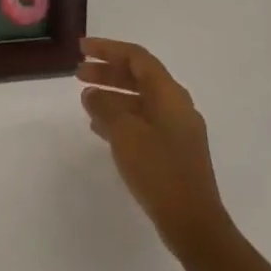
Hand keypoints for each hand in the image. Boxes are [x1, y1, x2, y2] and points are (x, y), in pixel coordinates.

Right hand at [78, 37, 228, 257]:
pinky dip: (120, 117)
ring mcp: (176, 130)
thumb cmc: (158, 170)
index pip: (137, 58)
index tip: (82, 48)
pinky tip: (99, 128)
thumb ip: (105, 107)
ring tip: (85, 100)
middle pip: (139, 77)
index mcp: (170, 95)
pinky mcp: (172, 151)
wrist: (193, 222)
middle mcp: (176, 107)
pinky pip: (142, 122)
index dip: (108, 49)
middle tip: (78, 73)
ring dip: (112, 95)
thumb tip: (92, 94)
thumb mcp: (124, 133)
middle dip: (108, 72)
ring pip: (139, 100)